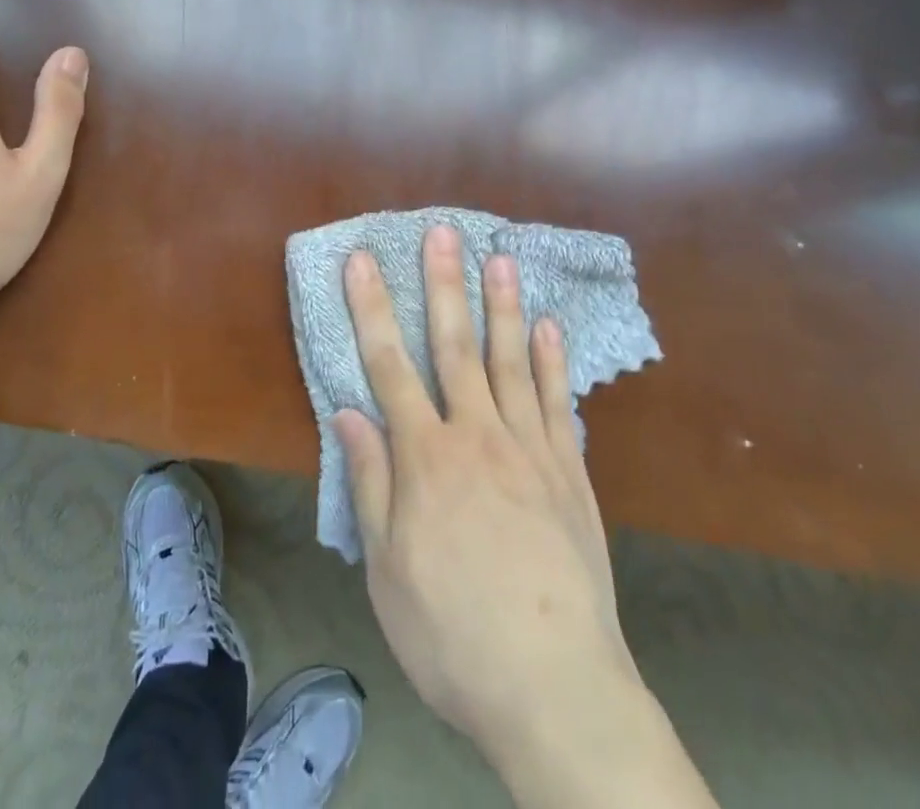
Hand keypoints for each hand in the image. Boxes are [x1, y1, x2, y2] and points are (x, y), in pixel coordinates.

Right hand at [337, 225, 712, 806]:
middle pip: (453, 345)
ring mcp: (530, 447)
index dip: (371, 309)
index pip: (389, 366)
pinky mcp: (570, 470)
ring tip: (498, 257)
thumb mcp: (387, 571)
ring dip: (501, 305)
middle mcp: (477, 435)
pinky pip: (559, 401)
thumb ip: (371, 483)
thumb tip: (349, 412)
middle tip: (442, 233)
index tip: (362, 261)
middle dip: (443, 284)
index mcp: (426, 458)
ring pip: (511, 359)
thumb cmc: (453, 634)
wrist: (554, 686)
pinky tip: (548, 325)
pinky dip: (553, 360)